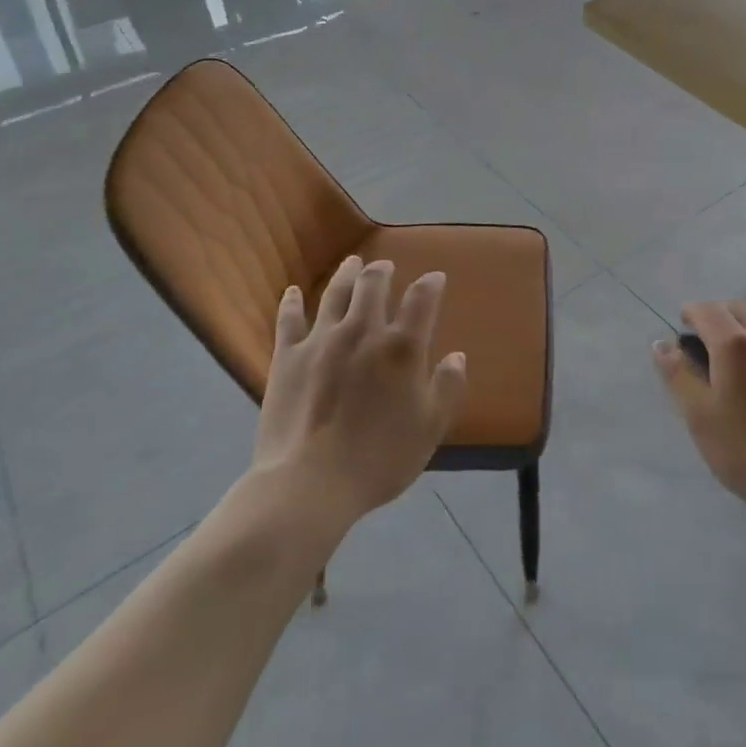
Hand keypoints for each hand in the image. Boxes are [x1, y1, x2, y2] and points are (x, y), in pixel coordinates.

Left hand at [254, 257, 467, 522]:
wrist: (309, 484)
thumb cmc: (378, 460)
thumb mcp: (429, 429)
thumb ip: (448, 388)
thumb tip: (458, 356)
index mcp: (401, 347)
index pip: (421, 300)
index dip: (431, 284)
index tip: (435, 278)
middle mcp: (362, 330)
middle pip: (373, 285)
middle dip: (383, 271)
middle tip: (385, 266)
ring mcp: (321, 339)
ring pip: (335, 293)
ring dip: (346, 274)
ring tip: (352, 262)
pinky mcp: (287, 356)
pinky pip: (289, 319)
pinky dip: (292, 302)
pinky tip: (292, 291)